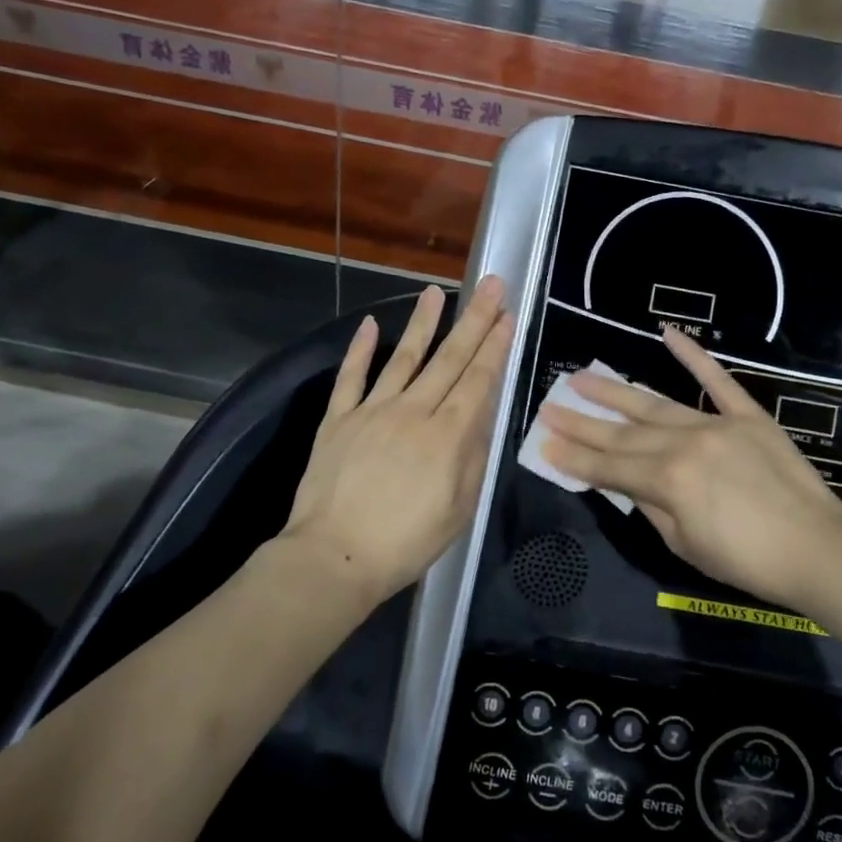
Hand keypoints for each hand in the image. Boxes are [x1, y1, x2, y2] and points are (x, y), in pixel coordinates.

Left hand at [282, 278, 512, 605]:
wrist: (334, 556)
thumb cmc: (406, 542)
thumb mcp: (460, 509)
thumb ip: (473, 457)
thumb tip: (481, 416)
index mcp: (447, 436)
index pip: (477, 380)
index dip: (494, 345)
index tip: (506, 315)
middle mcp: (413, 412)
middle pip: (448, 359)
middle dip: (473, 320)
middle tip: (489, 285)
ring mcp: (372, 411)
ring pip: (402, 357)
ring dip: (422, 322)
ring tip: (435, 291)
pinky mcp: (337, 420)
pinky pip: (350, 378)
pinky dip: (360, 350)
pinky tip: (369, 325)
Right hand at [541, 326, 841, 615]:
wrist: (819, 548)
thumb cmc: (748, 561)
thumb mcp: (685, 544)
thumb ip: (651, 508)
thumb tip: (630, 484)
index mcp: (667, 481)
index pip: (609, 466)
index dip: (574, 456)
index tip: (545, 442)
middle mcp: (684, 444)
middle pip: (623, 432)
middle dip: (582, 422)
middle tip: (549, 407)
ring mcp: (716, 425)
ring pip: (655, 404)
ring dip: (615, 392)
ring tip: (581, 377)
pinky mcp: (747, 416)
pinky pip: (717, 381)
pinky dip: (693, 356)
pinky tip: (667, 334)